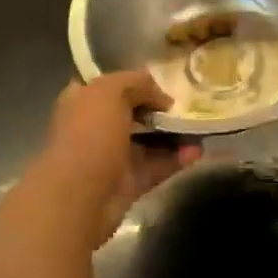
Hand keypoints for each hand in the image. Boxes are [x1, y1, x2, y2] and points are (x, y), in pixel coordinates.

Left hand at [41, 71, 202, 245]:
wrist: (79, 196)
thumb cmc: (89, 134)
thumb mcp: (111, 91)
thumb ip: (137, 83)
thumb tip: (161, 97)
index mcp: (81, 102)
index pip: (107, 85)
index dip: (132, 82)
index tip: (160, 81)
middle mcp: (93, 128)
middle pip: (130, 113)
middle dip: (156, 109)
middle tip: (184, 104)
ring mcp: (110, 158)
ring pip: (146, 141)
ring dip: (172, 135)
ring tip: (198, 127)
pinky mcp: (127, 184)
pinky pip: (155, 167)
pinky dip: (176, 159)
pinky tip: (197, 151)